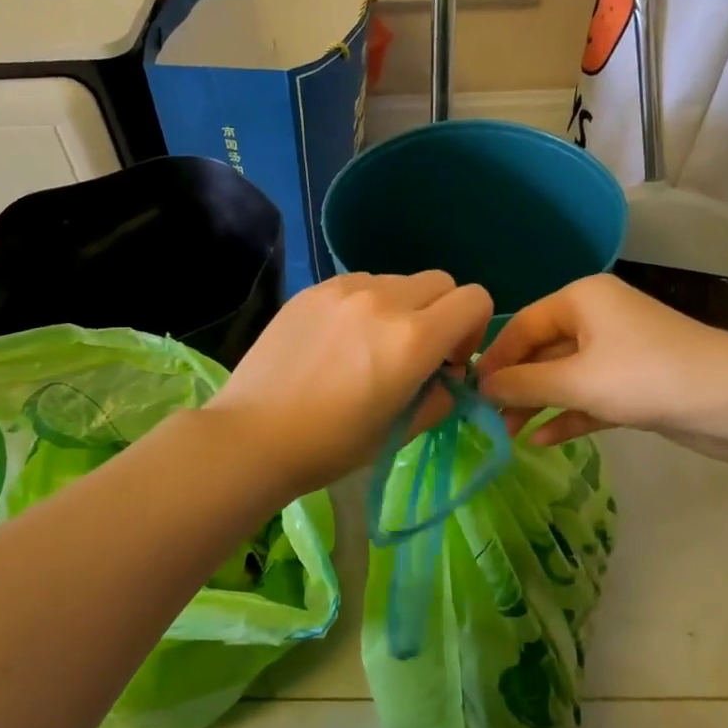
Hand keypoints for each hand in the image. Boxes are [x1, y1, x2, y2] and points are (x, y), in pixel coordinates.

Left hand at [208, 271, 493, 493]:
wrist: (253, 436)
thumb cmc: (331, 446)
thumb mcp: (400, 431)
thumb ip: (441, 397)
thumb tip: (449, 376)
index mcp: (413, 338)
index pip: (475, 299)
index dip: (474, 329)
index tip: (451, 360)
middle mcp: (384, 299)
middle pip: (441, 282)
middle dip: (442, 313)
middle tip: (417, 351)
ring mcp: (344, 289)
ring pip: (398, 280)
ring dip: (402, 307)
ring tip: (371, 345)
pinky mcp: (314, 290)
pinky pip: (360, 284)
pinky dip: (366, 305)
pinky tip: (339, 340)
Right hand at [475, 274, 727, 460]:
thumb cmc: (645, 377)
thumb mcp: (575, 380)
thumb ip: (523, 384)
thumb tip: (480, 386)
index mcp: (581, 299)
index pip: (522, 324)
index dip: (494, 358)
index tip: (470, 391)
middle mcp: (597, 317)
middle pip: (541, 350)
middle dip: (515, 385)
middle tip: (486, 420)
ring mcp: (617, 351)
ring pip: (564, 376)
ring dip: (537, 404)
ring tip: (507, 435)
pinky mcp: (634, 384)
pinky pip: (588, 396)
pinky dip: (567, 415)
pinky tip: (542, 440)